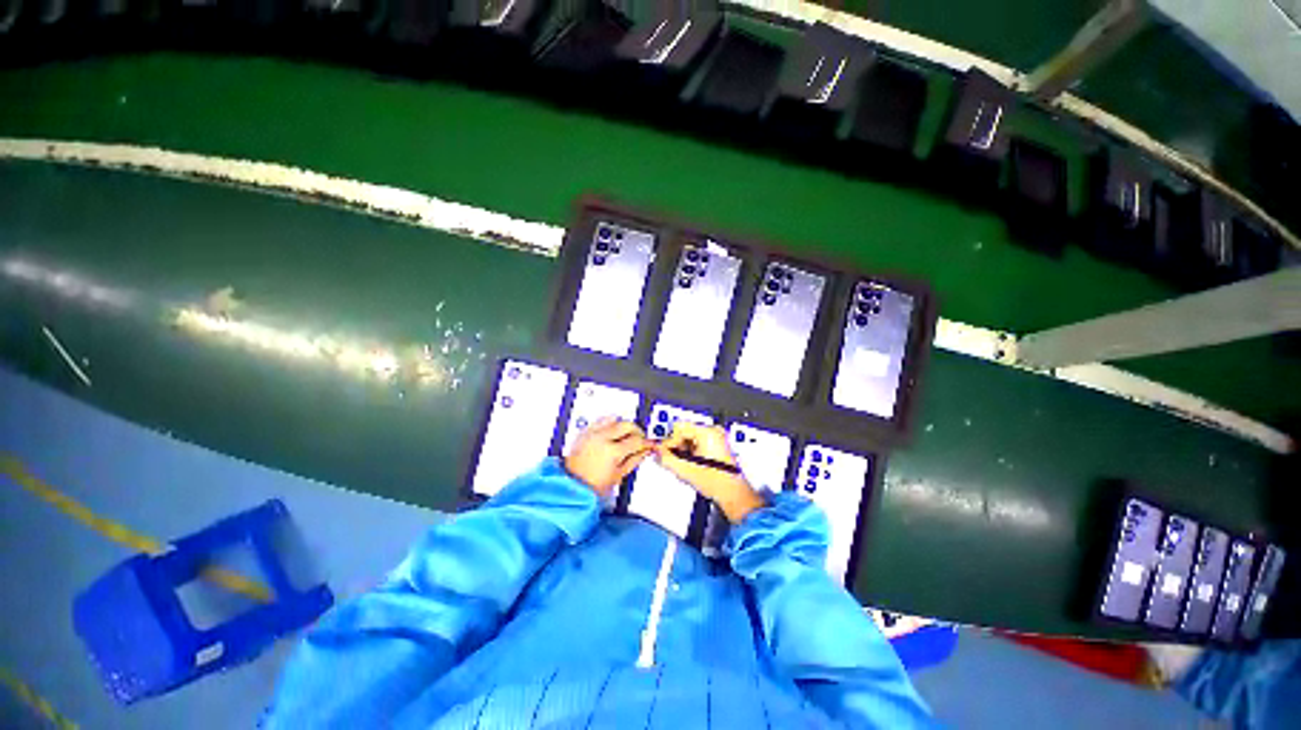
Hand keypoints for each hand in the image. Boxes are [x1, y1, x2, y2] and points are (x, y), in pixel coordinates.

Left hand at [564, 417, 653, 497]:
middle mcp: (603, 438)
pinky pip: (600, 420)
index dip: (646, 442)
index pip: (637, 440)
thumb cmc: (591, 486)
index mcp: (613, 451)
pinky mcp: (585, 432)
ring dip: (623, 425)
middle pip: (627, 425)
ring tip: (625, 435)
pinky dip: (609, 423)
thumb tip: (644, 451)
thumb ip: (634, 460)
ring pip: (614, 419)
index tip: (649, 444)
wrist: (571, 485)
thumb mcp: (618, 476)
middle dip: (637, 431)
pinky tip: (611, 432)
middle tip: (639, 439)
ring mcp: (592, 433)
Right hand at [654, 422, 764, 523]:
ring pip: (689, 439)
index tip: (666, 454)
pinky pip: (697, 444)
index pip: (679, 427)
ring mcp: (717, 438)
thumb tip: (657, 452)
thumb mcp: (685, 470)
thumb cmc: (718, 482)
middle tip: (676, 462)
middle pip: (684, 432)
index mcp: (707, 432)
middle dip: (677, 448)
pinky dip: (691, 454)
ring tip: (687, 467)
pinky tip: (693, 467)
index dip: (669, 442)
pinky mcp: (717, 446)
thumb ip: (666, 459)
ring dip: (683, 452)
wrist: (733, 495)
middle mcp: (713, 431)